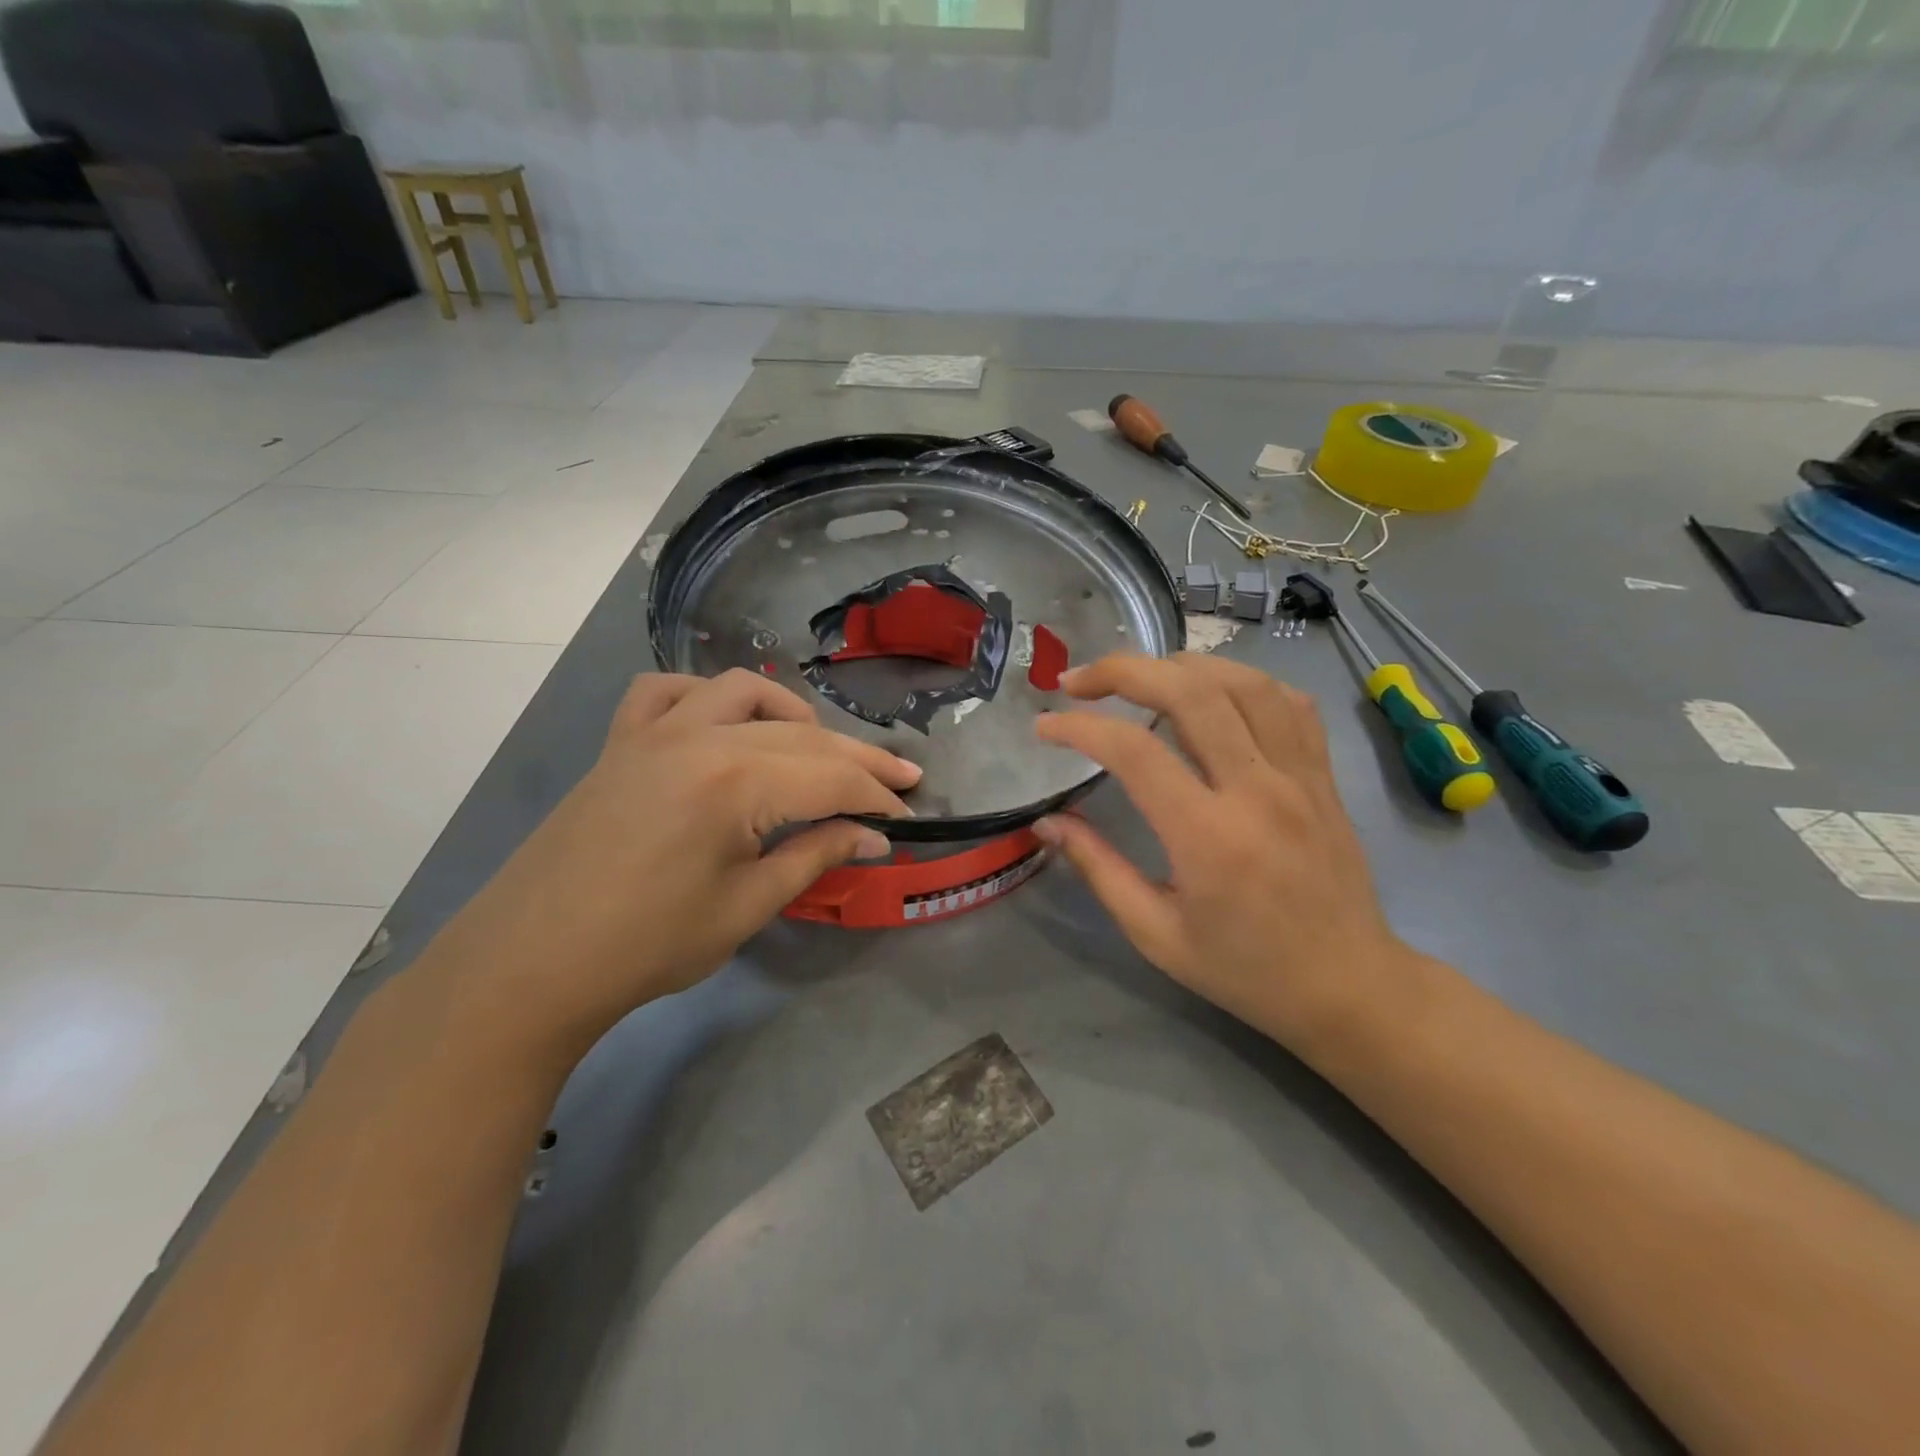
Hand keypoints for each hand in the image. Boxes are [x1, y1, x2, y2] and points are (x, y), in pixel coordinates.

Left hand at [421, 669, 919, 1059]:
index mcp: (734, 782)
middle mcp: (699, 736)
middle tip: (899, 782)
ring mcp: (653, 730)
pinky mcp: (621, 741)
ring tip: (819, 747)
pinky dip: (706, 696)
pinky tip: (725, 722)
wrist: (531, 964)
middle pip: (801, 736)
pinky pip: (666, 690)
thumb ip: (815, 855)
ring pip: (742, 691)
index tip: (909, 815)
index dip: (877, 797)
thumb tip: (874, 836)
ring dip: (791, 713)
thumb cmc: (647, 946)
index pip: (831, 778)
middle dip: (858, 760)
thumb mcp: (747, 905)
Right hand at [1034, 653, 1405, 1049]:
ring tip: (1140, 676)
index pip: (1134, 751)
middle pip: (1189, 691)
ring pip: (1243, 682)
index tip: (1045, 725)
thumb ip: (1098, 869)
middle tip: (1079, 680)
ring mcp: (1299, 776)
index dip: (1080, 727)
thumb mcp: (1156, 933)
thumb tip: (1046, 823)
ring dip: (1181, 664)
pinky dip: (1244, 682)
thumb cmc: (1245, 970)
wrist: (1348, 987)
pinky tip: (1214, 693)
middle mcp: (1257, 790)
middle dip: (1123, 670)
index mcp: (1209, 837)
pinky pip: (1288, 703)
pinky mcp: (1323, 776)